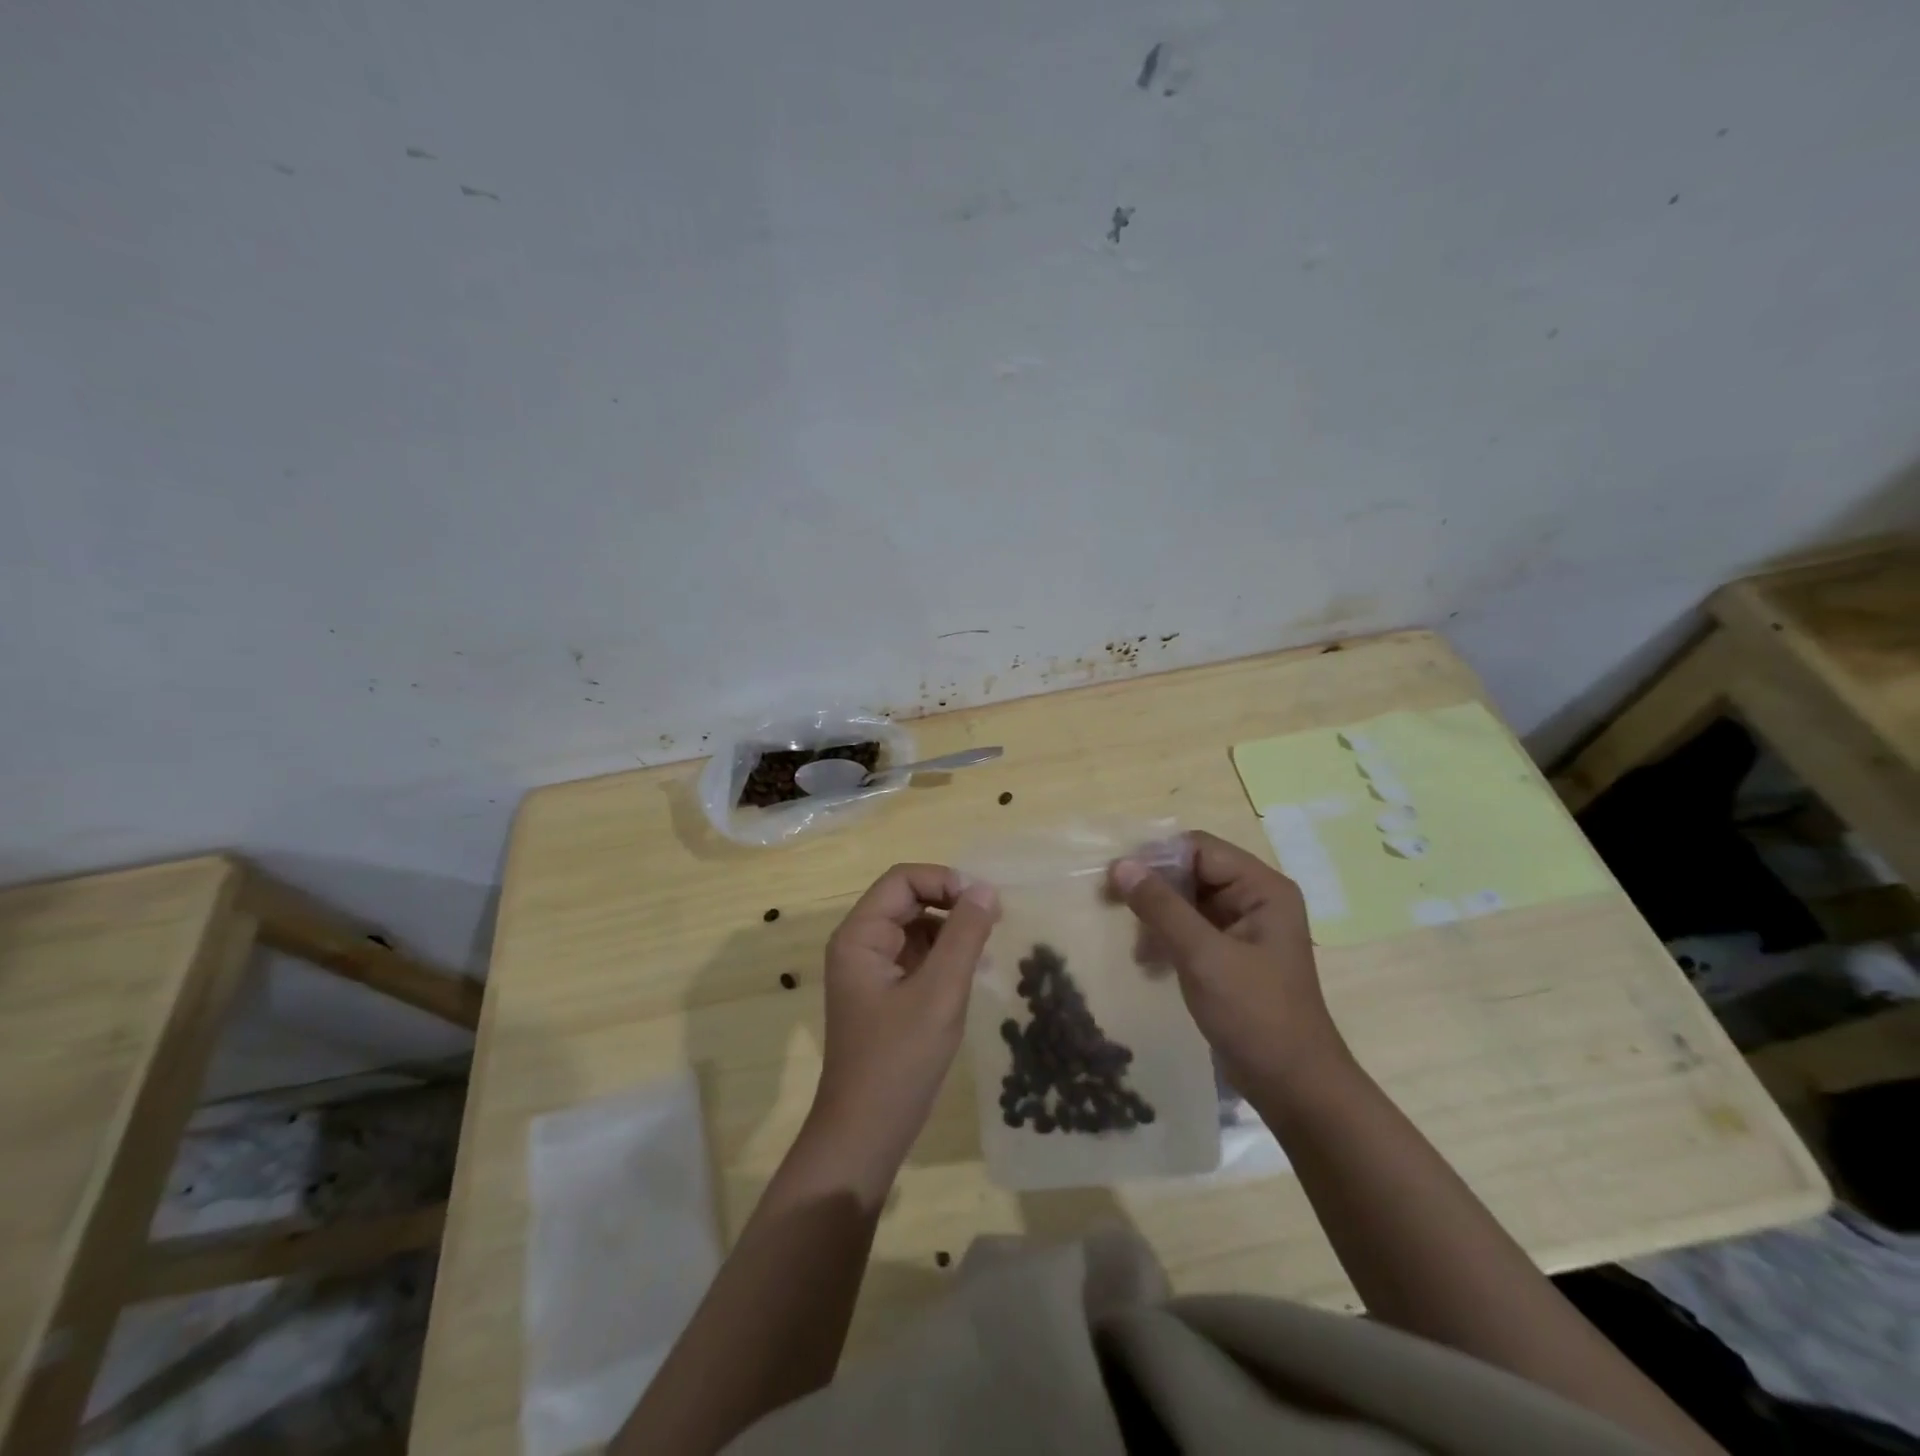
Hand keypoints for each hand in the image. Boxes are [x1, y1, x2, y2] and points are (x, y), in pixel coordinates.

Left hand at [810, 864, 999, 1179]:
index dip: (944, 880)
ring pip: (915, 927)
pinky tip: (972, 971)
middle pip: (908, 899)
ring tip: (987, 948)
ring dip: (951, 929)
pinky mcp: (884, 993)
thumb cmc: (899, 1060)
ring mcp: (871, 969)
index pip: (903, 879)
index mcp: (860, 935)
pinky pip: (917, 955)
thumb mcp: (940, 993)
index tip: (984, 902)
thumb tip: (985, 889)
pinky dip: (945, 955)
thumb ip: (964, 936)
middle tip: (993, 922)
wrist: (866, 1134)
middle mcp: (860, 944)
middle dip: (950, 903)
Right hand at [1111, 831, 1348, 1092]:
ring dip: (1157, 916)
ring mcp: (1244, 929)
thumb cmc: (1255, 1014)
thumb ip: (1161, 907)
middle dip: (1153, 888)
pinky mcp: (1231, 956)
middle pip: (1193, 872)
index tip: (1116, 876)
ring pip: (1187, 901)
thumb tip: (1120, 865)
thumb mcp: (1203, 956)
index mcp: (1262, 888)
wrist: (1293, 1087)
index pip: (1200, 849)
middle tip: (1110, 903)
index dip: (1157, 857)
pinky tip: (1148, 962)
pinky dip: (1167, 938)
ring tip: (1135, 944)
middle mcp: (1256, 899)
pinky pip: (1191, 929)